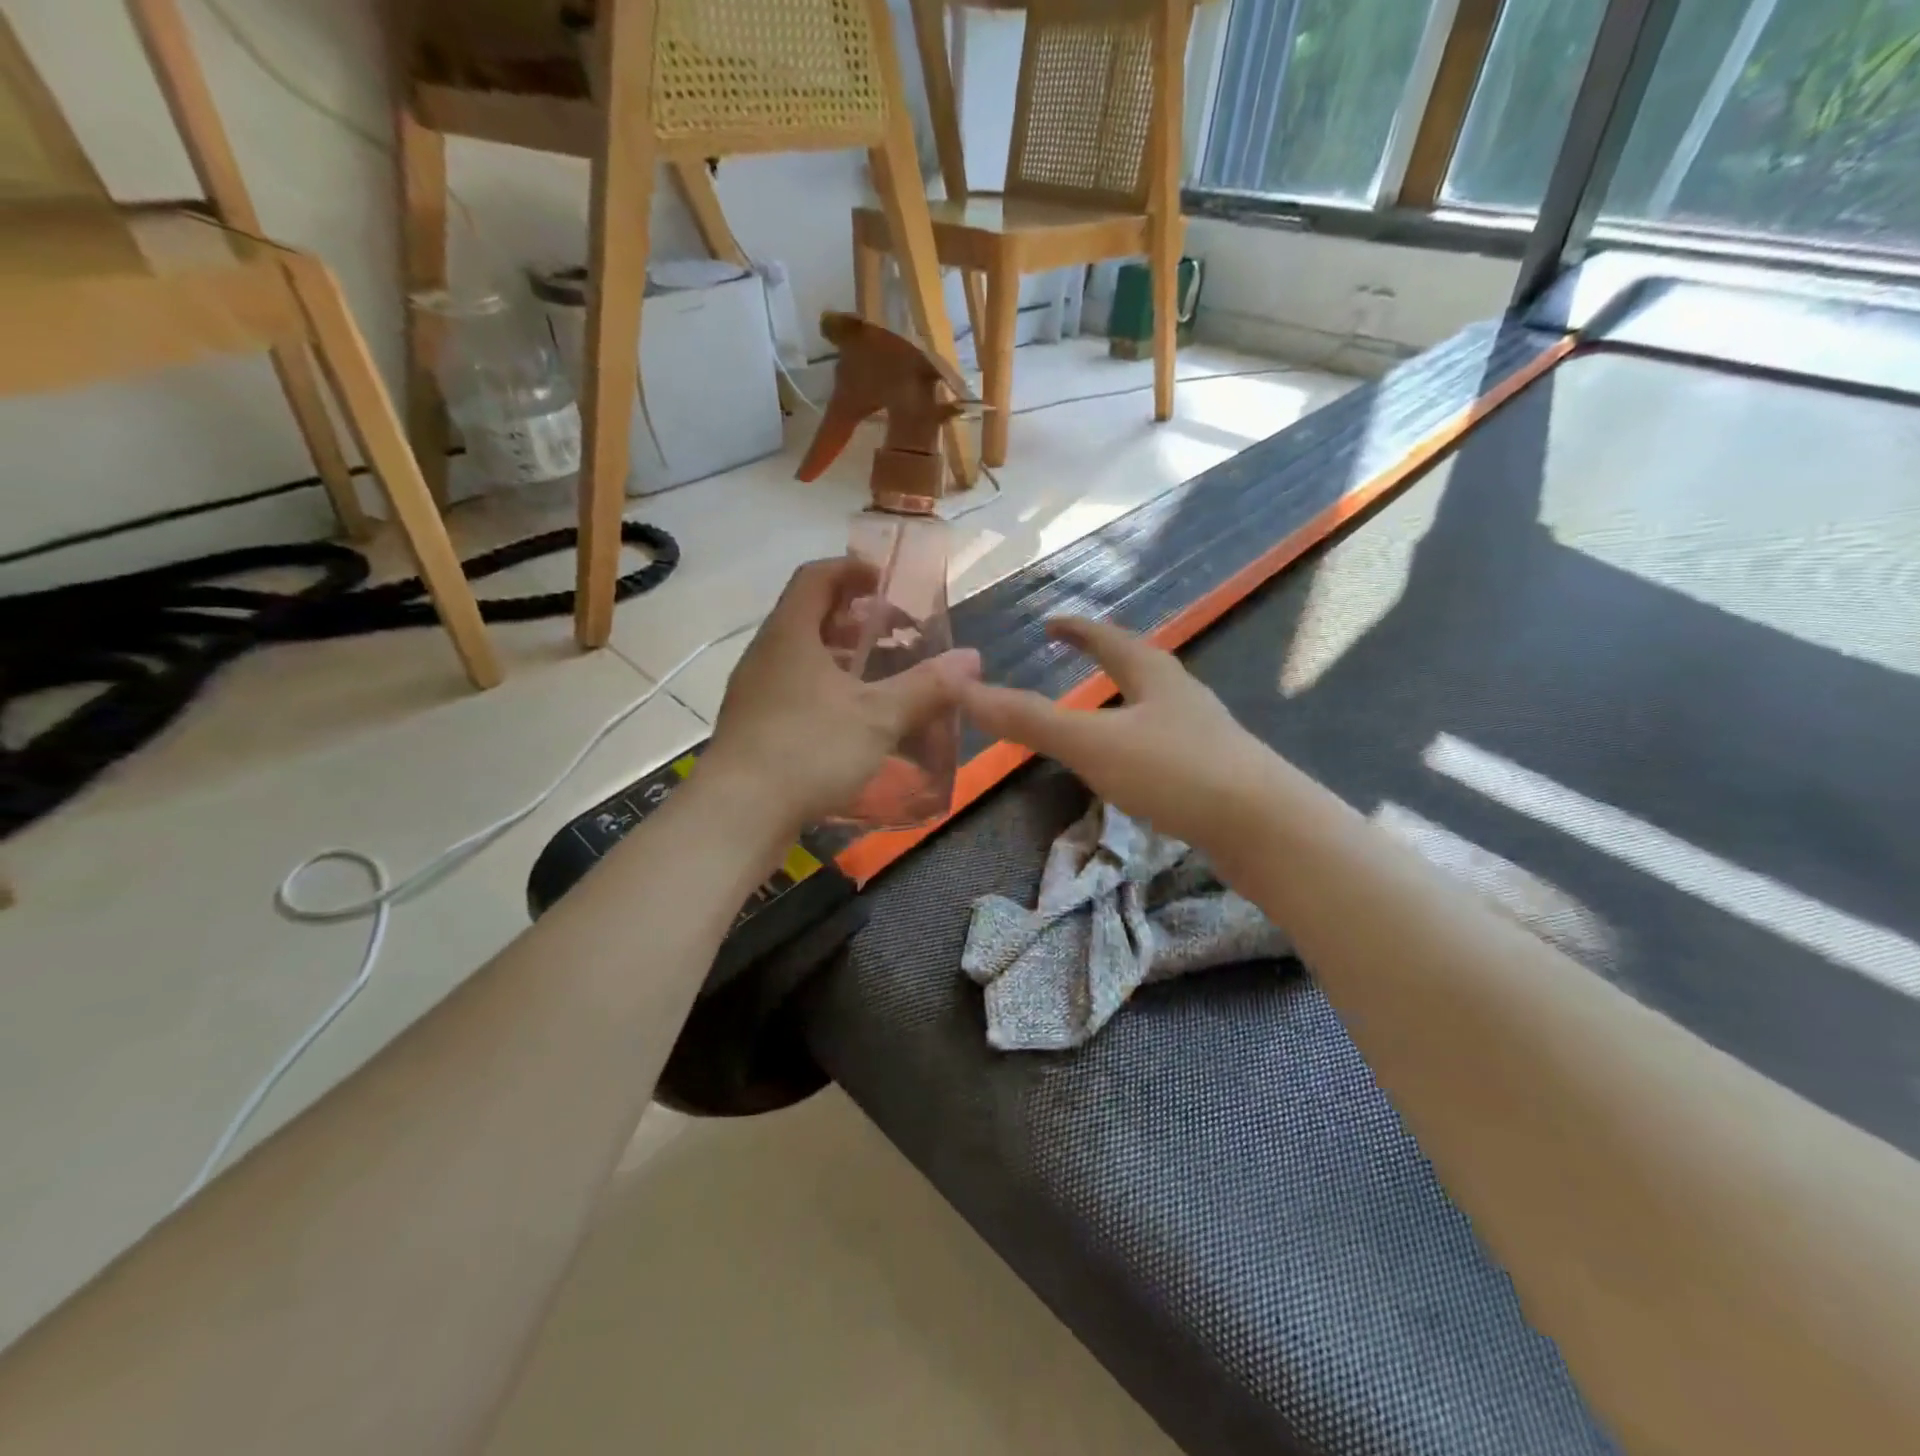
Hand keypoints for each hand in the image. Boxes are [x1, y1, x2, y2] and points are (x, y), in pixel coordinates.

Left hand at [705, 558, 980, 832]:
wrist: (738, 813)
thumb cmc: (809, 749)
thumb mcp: (878, 716)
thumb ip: (926, 686)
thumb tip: (971, 659)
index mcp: (790, 633)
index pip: (816, 576)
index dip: (853, 569)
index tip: (888, 582)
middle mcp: (766, 653)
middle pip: (810, 616)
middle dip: (856, 619)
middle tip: (896, 634)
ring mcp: (755, 691)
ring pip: (803, 656)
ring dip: (843, 658)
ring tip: (881, 676)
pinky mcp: (755, 726)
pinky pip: (795, 689)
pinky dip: (828, 690)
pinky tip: (853, 721)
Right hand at [960, 618, 1268, 849]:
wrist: (1266, 827)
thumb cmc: (1175, 772)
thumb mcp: (1092, 743)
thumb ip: (1029, 721)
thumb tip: (963, 690)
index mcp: (1153, 675)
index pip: (1107, 638)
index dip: (1076, 629)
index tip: (1051, 623)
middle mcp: (1182, 696)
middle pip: (1139, 666)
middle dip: (1106, 660)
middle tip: (1074, 661)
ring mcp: (1204, 734)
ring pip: (1156, 707)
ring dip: (1126, 702)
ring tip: (1100, 714)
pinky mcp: (1216, 773)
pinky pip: (1167, 745)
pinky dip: (1141, 743)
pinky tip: (1136, 769)